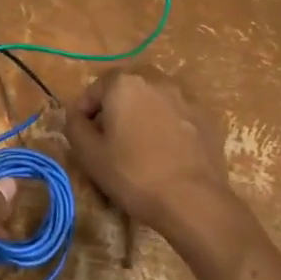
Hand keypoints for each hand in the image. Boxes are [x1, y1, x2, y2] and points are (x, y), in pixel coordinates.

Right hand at [63, 67, 237, 242]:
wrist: (193, 199)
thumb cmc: (133, 174)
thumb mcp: (89, 154)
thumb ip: (74, 126)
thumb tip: (76, 115)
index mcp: (125, 83)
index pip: (94, 89)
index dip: (84, 112)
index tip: (83, 136)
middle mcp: (156, 80)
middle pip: (126, 89)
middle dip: (114, 108)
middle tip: (109, 138)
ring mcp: (185, 97)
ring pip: (153, 100)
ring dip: (141, 115)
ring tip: (138, 146)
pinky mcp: (206, 117)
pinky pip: (176, 115)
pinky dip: (166, 126)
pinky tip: (165, 153)